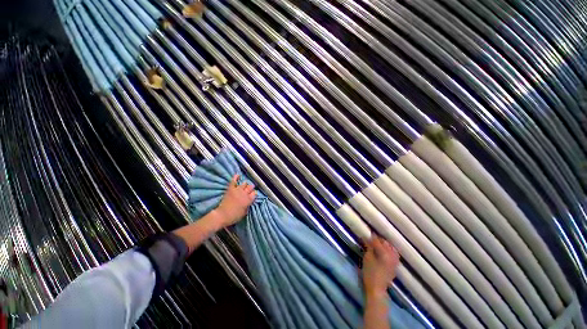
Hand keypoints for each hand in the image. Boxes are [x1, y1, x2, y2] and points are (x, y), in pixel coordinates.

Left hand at [214, 174, 255, 227]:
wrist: (222, 215)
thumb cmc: (234, 216)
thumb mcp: (244, 213)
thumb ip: (248, 206)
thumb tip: (248, 202)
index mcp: (249, 200)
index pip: (255, 193)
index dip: (254, 194)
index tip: (253, 195)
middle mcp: (244, 194)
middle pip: (250, 187)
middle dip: (251, 188)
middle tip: (249, 190)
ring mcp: (237, 190)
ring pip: (244, 183)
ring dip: (245, 185)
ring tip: (244, 186)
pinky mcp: (231, 189)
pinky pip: (234, 181)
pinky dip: (235, 177)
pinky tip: (237, 175)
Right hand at [362, 237, 399, 297]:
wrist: (377, 289)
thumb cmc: (370, 273)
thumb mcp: (367, 258)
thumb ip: (369, 247)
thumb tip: (367, 238)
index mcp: (385, 253)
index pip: (377, 241)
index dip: (371, 237)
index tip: (366, 234)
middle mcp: (392, 256)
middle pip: (385, 243)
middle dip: (378, 240)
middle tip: (371, 239)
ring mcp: (395, 261)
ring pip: (391, 248)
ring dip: (384, 244)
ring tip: (377, 244)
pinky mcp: (395, 265)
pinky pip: (394, 254)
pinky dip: (389, 250)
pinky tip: (383, 251)